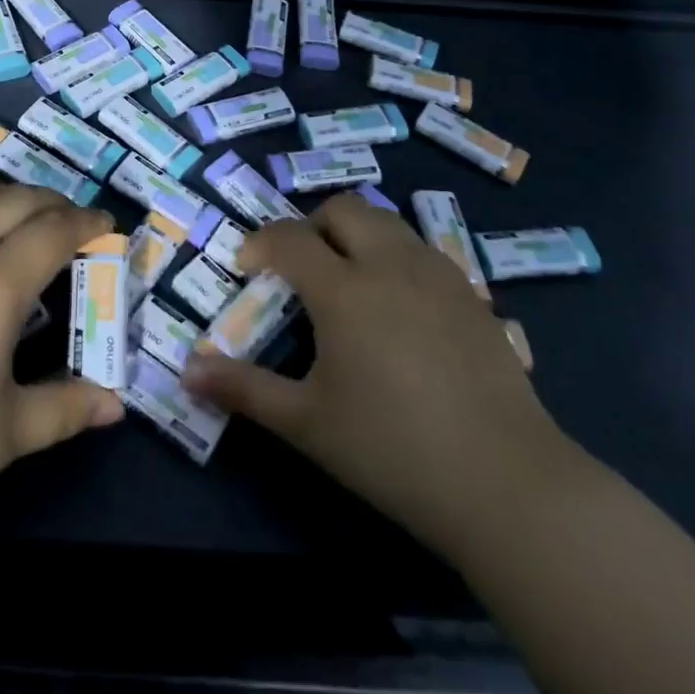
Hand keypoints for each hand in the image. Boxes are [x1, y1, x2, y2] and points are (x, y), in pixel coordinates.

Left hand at [0, 183, 124, 576]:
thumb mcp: (3, 435)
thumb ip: (65, 409)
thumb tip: (115, 405)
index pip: (54, 232)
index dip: (87, 223)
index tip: (108, 225)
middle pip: (17, 201)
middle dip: (54, 203)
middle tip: (75, 221)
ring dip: (11, 196)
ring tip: (29, 211)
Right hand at [183, 193, 569, 554]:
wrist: (507, 484)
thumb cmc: (393, 450)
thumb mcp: (307, 423)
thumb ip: (245, 389)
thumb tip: (187, 371)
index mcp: (344, 289)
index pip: (289, 238)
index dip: (260, 244)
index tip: (248, 268)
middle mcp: (390, 264)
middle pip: (343, 209)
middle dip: (311, 225)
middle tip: (300, 268)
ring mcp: (437, 274)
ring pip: (387, 222)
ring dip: (355, 234)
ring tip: (348, 281)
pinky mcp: (472, 295)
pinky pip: (421, 250)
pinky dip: (394, 256)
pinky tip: (398, 308)